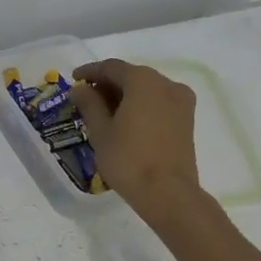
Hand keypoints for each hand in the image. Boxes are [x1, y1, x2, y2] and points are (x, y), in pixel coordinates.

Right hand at [68, 59, 201, 218]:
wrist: (168, 193)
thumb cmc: (128, 159)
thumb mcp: (100, 131)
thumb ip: (89, 103)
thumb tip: (80, 88)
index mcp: (143, 81)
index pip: (111, 67)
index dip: (90, 72)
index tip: (74, 79)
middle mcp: (166, 84)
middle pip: (132, 76)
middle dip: (108, 84)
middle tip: (86, 97)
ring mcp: (181, 102)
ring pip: (147, 89)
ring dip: (124, 95)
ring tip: (103, 111)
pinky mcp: (187, 119)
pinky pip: (158, 102)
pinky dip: (140, 105)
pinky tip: (124, 121)